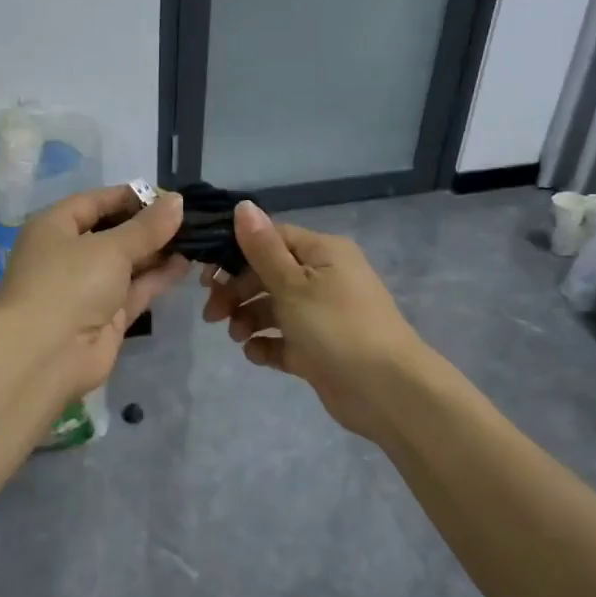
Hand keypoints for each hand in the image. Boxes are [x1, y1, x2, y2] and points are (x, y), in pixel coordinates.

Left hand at [0, 185, 189, 404]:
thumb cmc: (70, 283)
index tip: (166, 195)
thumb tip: (176, 201)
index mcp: (54, 228)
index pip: (94, 202)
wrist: (47, 355)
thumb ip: (147, 227)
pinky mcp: (105, 316)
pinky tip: (186, 263)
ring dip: (157, 251)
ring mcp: (87, 288)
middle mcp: (68, 254)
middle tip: (188, 217)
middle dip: (148, 225)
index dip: (129, 196)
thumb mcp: (110, 247)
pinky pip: (134, 289)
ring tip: (195, 237)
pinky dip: (157, 277)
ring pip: (126, 262)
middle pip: (112, 232)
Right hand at [202, 201, 425, 439]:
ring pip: (274, 308)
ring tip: (237, 337)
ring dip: (249, 319)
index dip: (237, 253)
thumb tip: (243, 205)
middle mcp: (324, 278)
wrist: (386, 391)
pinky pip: (285, 340)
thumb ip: (262, 248)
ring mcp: (322, 316)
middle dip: (237, 292)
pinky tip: (255, 354)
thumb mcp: (293, 284)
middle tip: (212, 315)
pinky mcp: (320, 349)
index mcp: (323, 253)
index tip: (209, 276)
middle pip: (268, 275)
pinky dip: (267, 345)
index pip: (272, 239)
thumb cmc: (336, 326)